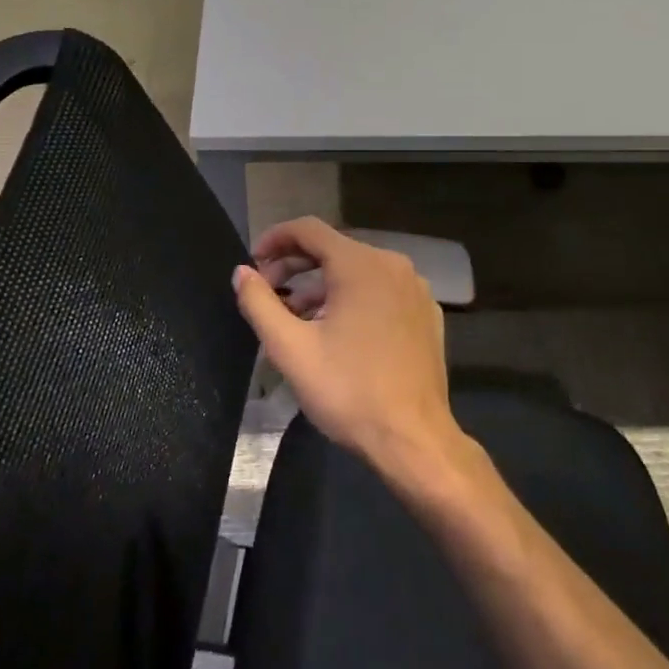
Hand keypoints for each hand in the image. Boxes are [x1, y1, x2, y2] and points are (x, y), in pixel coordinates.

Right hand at [232, 217, 459, 477]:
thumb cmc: (348, 390)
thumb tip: (242, 272)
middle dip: (296, 266)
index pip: (309, 229)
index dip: (275, 239)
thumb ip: (259, 303)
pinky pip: (382, 291)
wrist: (413, 439)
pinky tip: (338, 331)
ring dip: (322, 286)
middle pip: (334, 249)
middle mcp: (393, 265)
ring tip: (297, 318)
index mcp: (361, 264)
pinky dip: (354, 299)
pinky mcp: (426, 314)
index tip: (253, 262)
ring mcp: (415, 289)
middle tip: (268, 294)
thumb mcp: (291, 348)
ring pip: (359, 271)